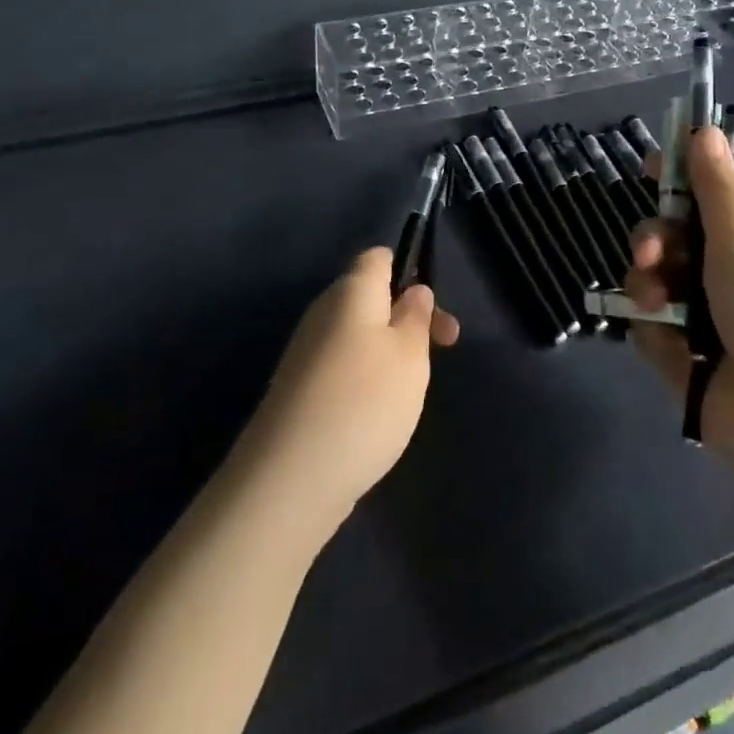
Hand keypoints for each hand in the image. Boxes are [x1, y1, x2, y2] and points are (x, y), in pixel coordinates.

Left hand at [239, 248, 460, 525]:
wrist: (293, 476)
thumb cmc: (366, 400)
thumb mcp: (411, 353)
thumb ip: (416, 315)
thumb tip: (413, 290)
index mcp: (351, 291)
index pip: (378, 257)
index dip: (408, 270)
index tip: (432, 307)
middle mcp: (323, 312)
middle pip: (369, 297)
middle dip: (407, 318)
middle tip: (441, 350)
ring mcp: (306, 352)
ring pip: (357, 335)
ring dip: (389, 352)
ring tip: (412, 389)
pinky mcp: (299, 390)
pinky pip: (341, 367)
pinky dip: (365, 380)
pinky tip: (378, 415)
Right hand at [626, 127, 733, 478]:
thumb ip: (716, 190)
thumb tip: (705, 128)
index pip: (707, 195)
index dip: (679, 179)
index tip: (651, 169)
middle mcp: (720, 270)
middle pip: (668, 235)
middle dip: (651, 239)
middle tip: (650, 254)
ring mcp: (697, 312)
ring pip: (649, 277)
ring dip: (647, 285)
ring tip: (659, 305)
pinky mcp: (676, 350)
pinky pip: (646, 323)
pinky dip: (654, 330)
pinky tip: (672, 347)